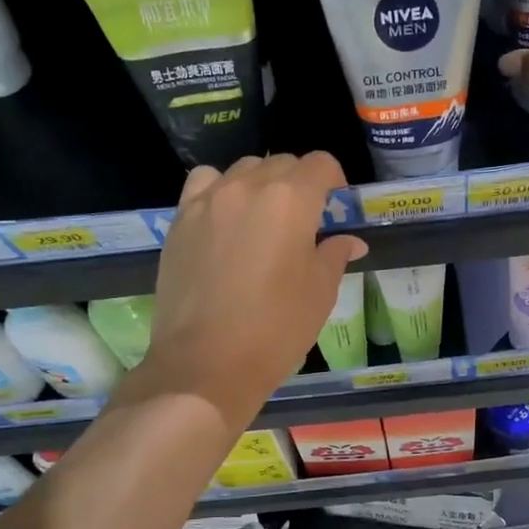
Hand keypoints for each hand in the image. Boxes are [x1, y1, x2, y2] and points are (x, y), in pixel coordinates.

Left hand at [134, 152, 367, 430]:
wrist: (206, 364)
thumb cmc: (275, 330)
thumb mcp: (319, 293)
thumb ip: (334, 255)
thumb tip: (349, 241)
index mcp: (290, 200)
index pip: (320, 164)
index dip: (334, 180)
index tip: (336, 206)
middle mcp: (248, 187)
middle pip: (281, 163)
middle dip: (300, 183)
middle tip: (305, 221)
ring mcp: (208, 200)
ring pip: (242, 170)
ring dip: (261, 184)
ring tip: (264, 220)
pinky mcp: (180, 220)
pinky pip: (204, 185)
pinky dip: (220, 190)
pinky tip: (225, 220)